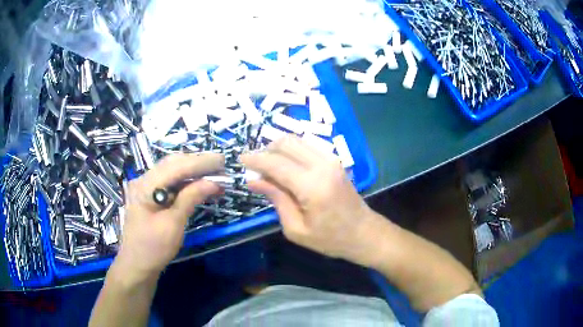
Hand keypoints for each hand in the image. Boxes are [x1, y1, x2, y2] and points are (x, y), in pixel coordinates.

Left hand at [115, 153, 223, 280]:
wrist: (137, 265)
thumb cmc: (153, 249)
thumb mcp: (173, 225)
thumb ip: (190, 199)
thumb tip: (213, 182)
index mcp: (145, 186)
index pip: (176, 166)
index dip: (200, 162)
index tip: (223, 160)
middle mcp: (144, 180)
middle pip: (173, 163)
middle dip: (198, 163)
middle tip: (221, 166)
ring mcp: (146, 187)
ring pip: (172, 170)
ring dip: (193, 171)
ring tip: (214, 174)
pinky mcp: (150, 195)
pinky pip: (170, 181)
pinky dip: (186, 181)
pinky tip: (199, 184)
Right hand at [241, 135, 378, 264]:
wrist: (364, 233)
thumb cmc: (330, 239)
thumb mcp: (297, 229)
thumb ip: (276, 199)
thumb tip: (253, 180)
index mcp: (312, 186)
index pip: (276, 163)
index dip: (255, 159)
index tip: (239, 160)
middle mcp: (322, 165)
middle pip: (286, 143)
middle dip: (265, 150)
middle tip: (254, 166)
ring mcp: (331, 160)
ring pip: (297, 141)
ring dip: (278, 149)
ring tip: (268, 167)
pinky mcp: (335, 160)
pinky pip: (307, 146)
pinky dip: (291, 151)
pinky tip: (285, 166)